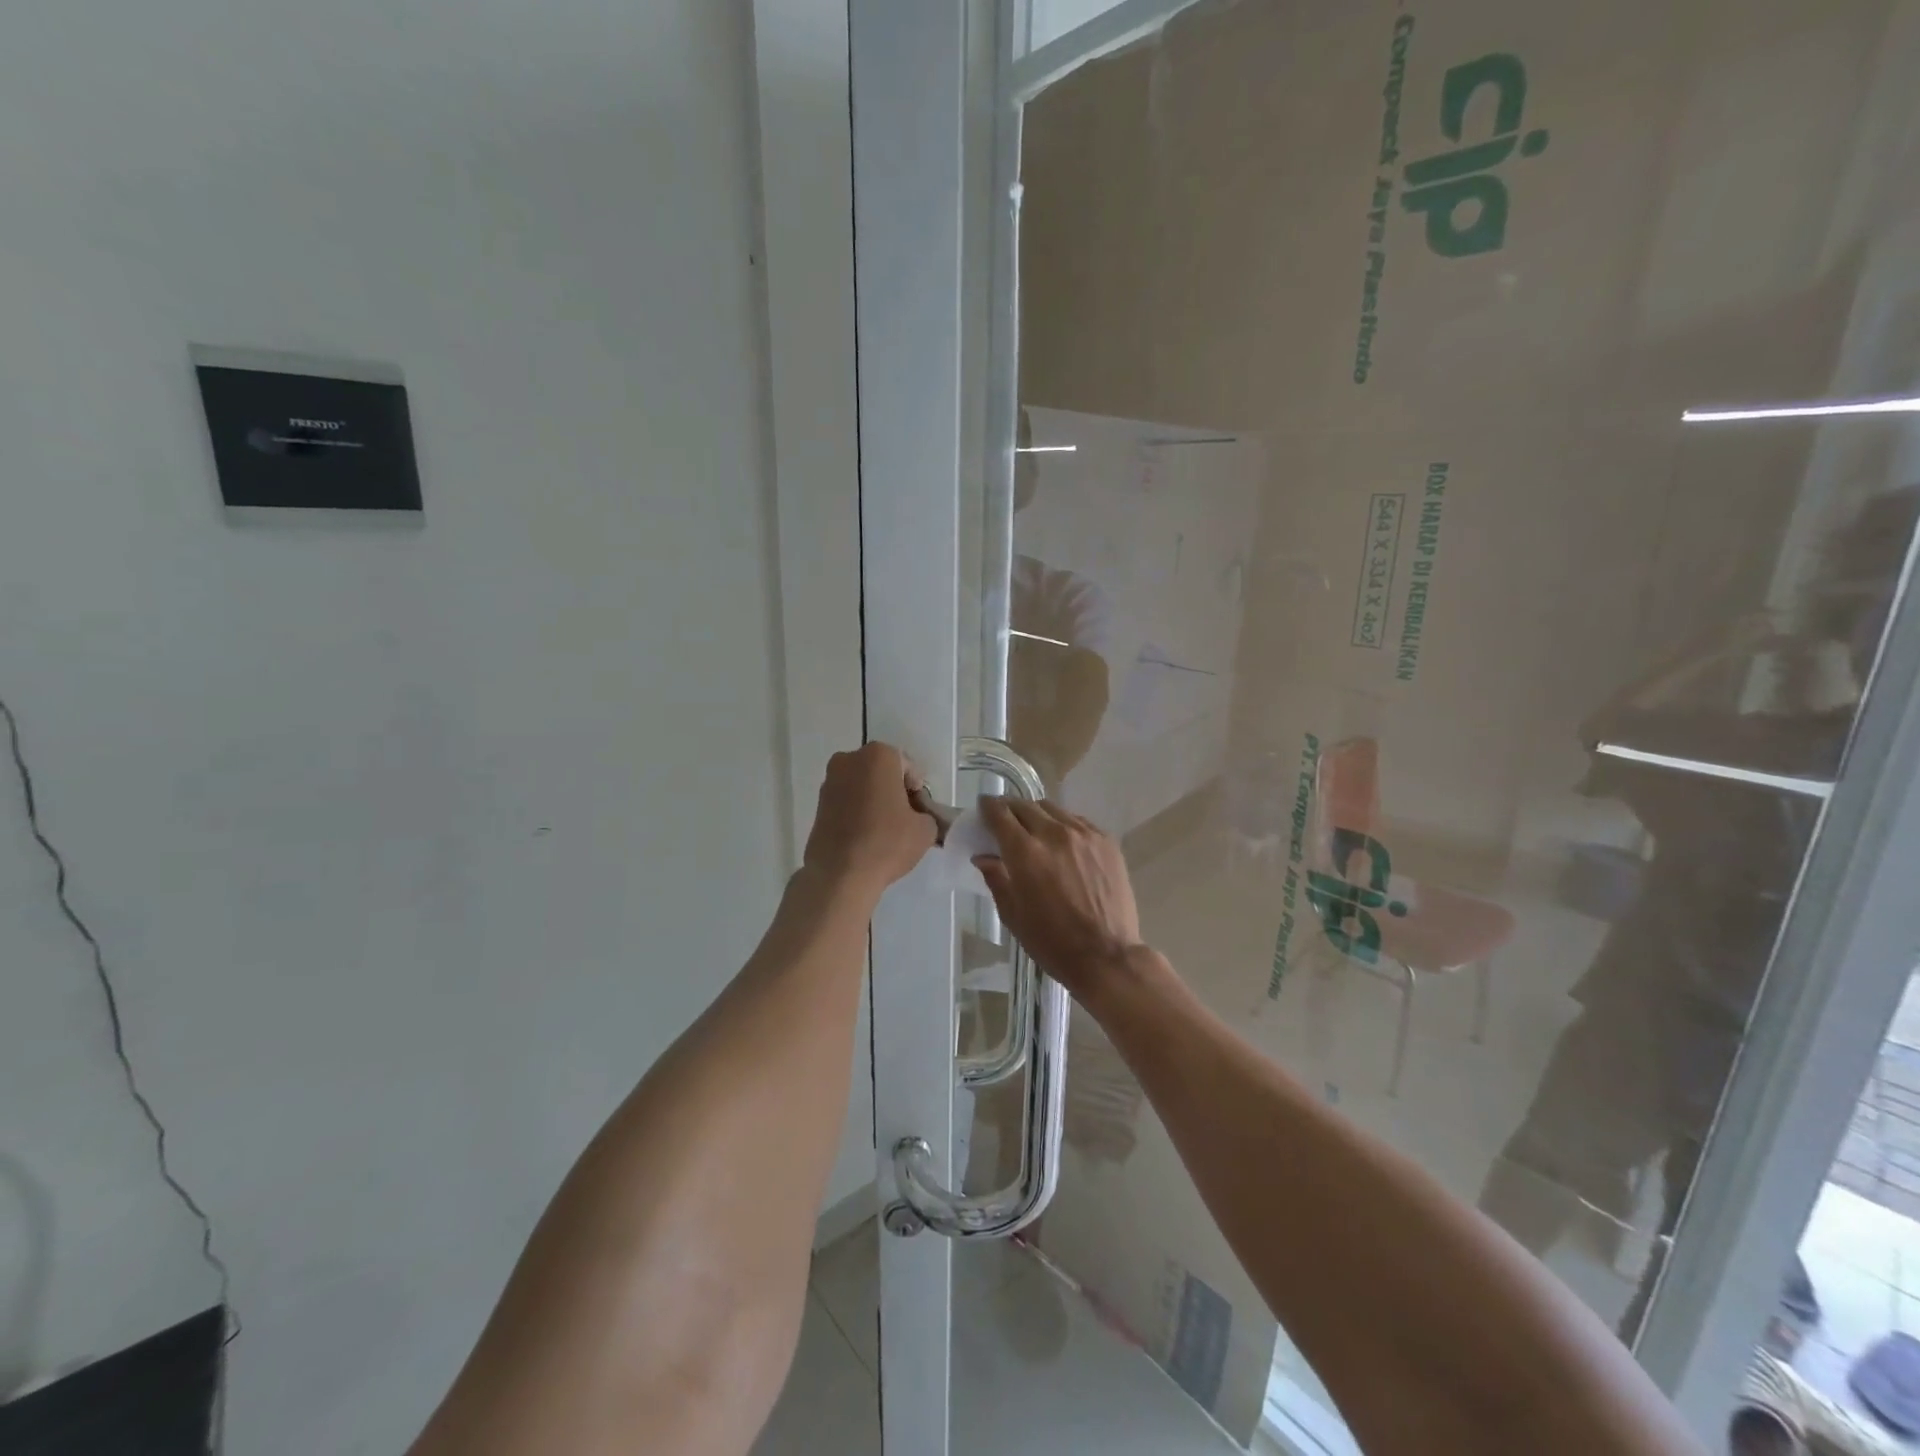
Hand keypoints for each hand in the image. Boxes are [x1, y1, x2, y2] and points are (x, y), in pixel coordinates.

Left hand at [802, 742, 936, 894]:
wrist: (840, 874)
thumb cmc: (887, 843)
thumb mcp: (925, 829)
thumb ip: (926, 814)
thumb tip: (917, 817)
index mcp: (878, 756)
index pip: (907, 767)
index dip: (917, 790)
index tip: (919, 812)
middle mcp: (849, 760)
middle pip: (881, 772)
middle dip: (893, 790)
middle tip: (904, 819)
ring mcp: (829, 782)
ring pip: (862, 785)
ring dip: (874, 800)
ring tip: (883, 830)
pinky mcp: (817, 804)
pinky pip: (846, 801)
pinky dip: (857, 811)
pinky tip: (865, 835)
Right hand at [974, 798, 1142, 999]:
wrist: (1107, 956)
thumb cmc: (1052, 942)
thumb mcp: (1013, 915)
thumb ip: (996, 878)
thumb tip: (983, 856)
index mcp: (1025, 852)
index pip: (1000, 814)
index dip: (988, 807)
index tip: (983, 808)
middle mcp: (1054, 834)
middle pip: (1025, 806)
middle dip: (1011, 809)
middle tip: (1005, 821)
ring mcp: (1084, 835)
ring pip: (1053, 809)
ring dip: (1037, 815)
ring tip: (1035, 830)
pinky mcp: (1106, 841)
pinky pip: (1078, 821)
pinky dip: (1063, 825)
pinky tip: (1063, 842)